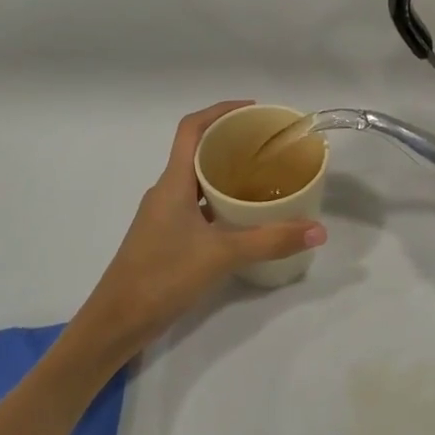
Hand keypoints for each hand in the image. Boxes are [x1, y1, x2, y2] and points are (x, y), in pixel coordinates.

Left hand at [73, 102, 325, 356]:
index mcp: (173, 182)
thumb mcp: (222, 256)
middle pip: (198, 151)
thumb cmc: (162, 277)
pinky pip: (197, 205)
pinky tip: (244, 216)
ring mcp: (164, 215)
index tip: (253, 110)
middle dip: (231, 141)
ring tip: (264, 177)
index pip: (191, 129)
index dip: (220, 111)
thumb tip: (318, 230)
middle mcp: (166, 191)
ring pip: (198, 180)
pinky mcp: (167, 237)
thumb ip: (270, 241)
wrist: (116, 323)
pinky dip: (220, 201)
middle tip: (269, 145)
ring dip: (226, 173)